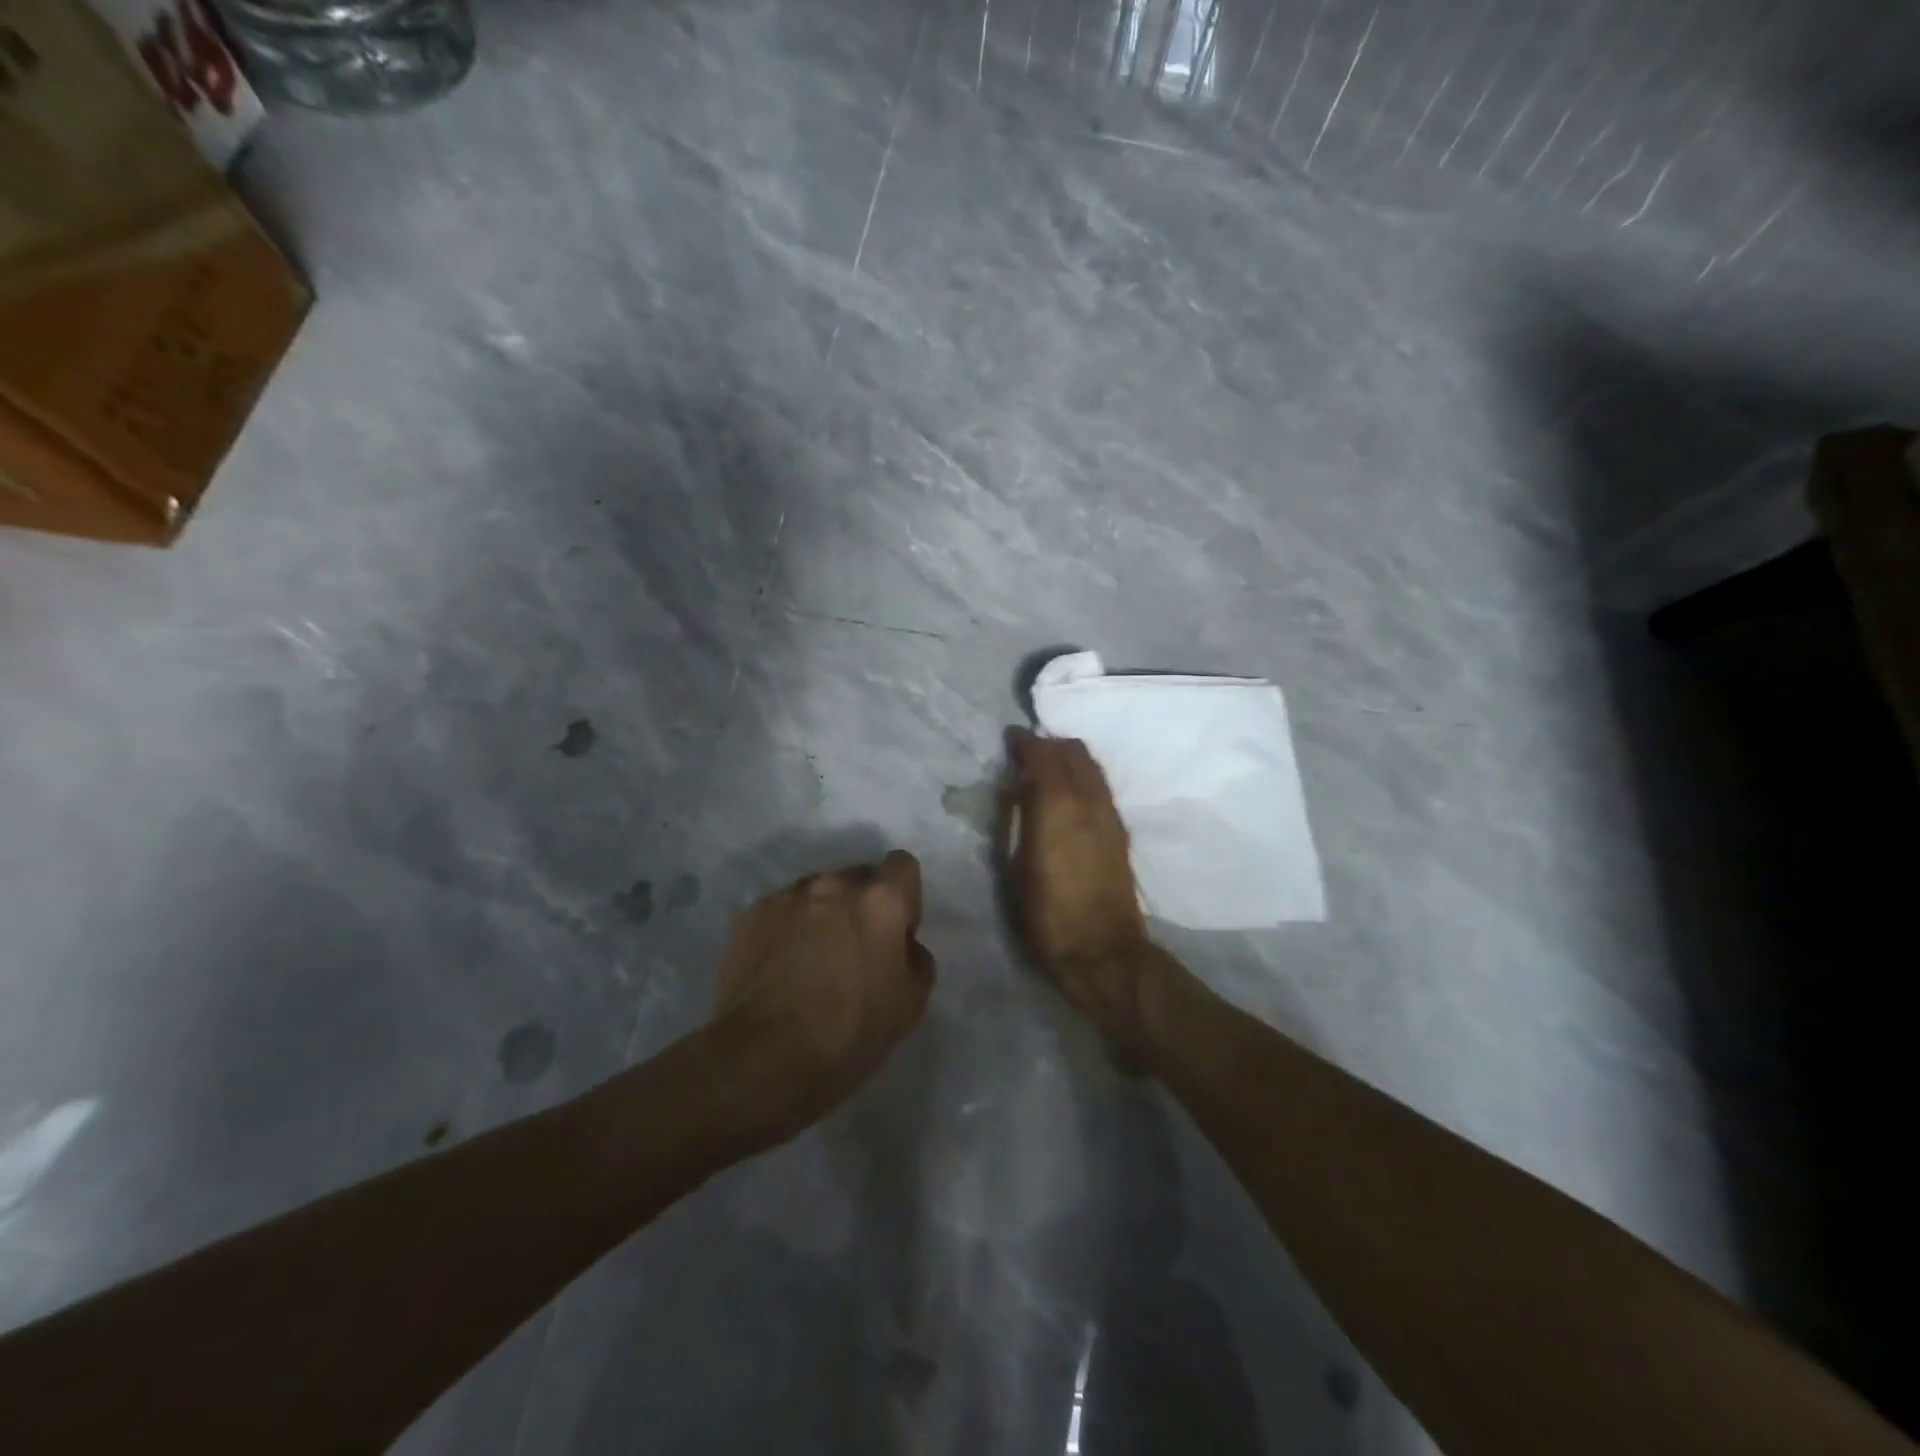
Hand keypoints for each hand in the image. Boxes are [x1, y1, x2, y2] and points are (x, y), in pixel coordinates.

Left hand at [710, 851, 935, 1144]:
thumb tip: (902, 945)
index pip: (902, 866)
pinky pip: (782, 911)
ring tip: (811, 960)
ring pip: (817, 893)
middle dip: (862, 905)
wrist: (762, 1060)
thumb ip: (916, 958)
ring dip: (822, 915)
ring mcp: (787, 896)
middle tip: (854, 950)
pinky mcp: (750, 915)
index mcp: (880, 899)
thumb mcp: (911, 1004)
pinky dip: (787, 929)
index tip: (896, 933)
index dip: (904, 897)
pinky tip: (781, 968)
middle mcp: (834, 884)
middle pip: (858, 878)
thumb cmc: (849, 1034)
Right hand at [1004, 728, 1154, 1050]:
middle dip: (1049, 744)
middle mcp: (1088, 802)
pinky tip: (1069, 793)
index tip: (1010, 736)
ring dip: (1069, 758)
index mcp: (1056, 808)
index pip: (1044, 756)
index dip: (1025, 741)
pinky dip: (1083, 776)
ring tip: (1047, 768)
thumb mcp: (1015, 868)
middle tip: (1027, 752)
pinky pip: (1101, 786)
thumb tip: (1016, 789)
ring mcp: (1109, 814)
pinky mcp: (1120, 830)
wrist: (1102, 950)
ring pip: (1092, 766)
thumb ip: (1016, 820)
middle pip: (1073, 752)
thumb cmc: (1047, 914)